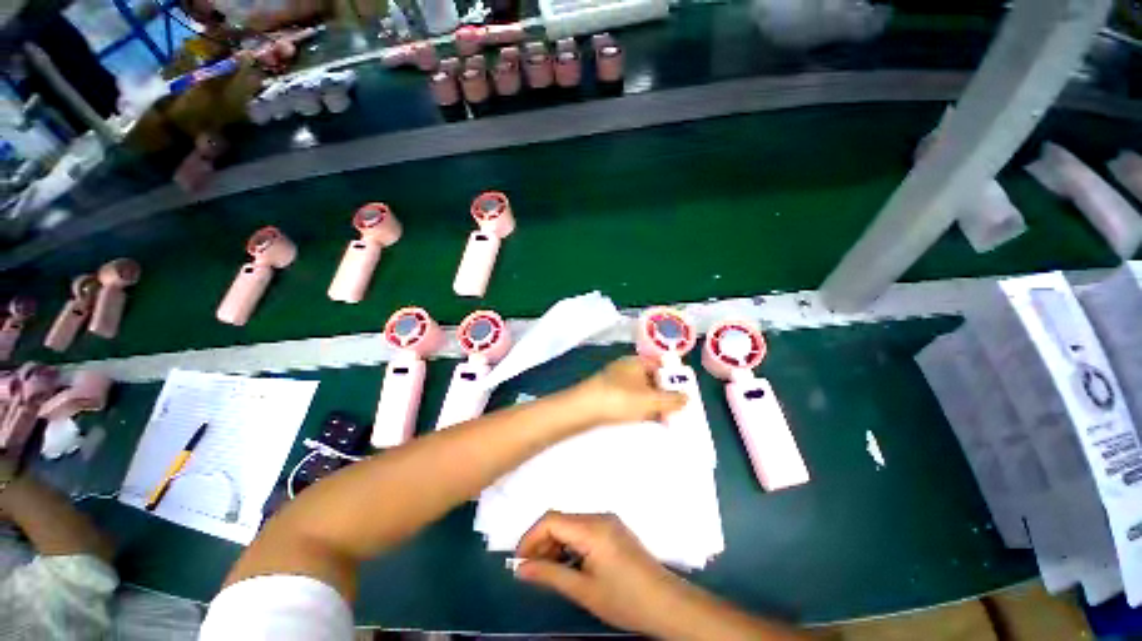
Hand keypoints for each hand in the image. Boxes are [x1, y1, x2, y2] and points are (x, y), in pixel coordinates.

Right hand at [514, 512, 689, 635]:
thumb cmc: (625, 599)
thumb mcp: (581, 589)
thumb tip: (519, 568)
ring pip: (572, 528)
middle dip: (540, 544)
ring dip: (554, 547)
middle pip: (560, 522)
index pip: (549, 521)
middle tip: (531, 572)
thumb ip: (547, 574)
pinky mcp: (620, 538)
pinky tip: (569, 570)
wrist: (669, 606)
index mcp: (594, 529)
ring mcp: (614, 528)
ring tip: (548, 574)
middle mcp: (604, 520)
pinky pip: (586, 535)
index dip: (528, 540)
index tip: (519, 565)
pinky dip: (570, 549)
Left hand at [573, 357, 685, 424]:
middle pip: (652, 380)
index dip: (674, 379)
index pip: (662, 366)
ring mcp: (614, 382)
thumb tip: (686, 398)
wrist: (581, 410)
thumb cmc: (620, 399)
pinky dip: (638, 410)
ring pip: (640, 392)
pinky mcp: (605, 397)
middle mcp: (626, 368)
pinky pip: (628, 402)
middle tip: (675, 411)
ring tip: (662, 420)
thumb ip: (671, 400)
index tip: (684, 395)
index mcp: (638, 362)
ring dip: (651, 405)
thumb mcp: (651, 400)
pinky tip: (642, 421)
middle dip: (664, 395)